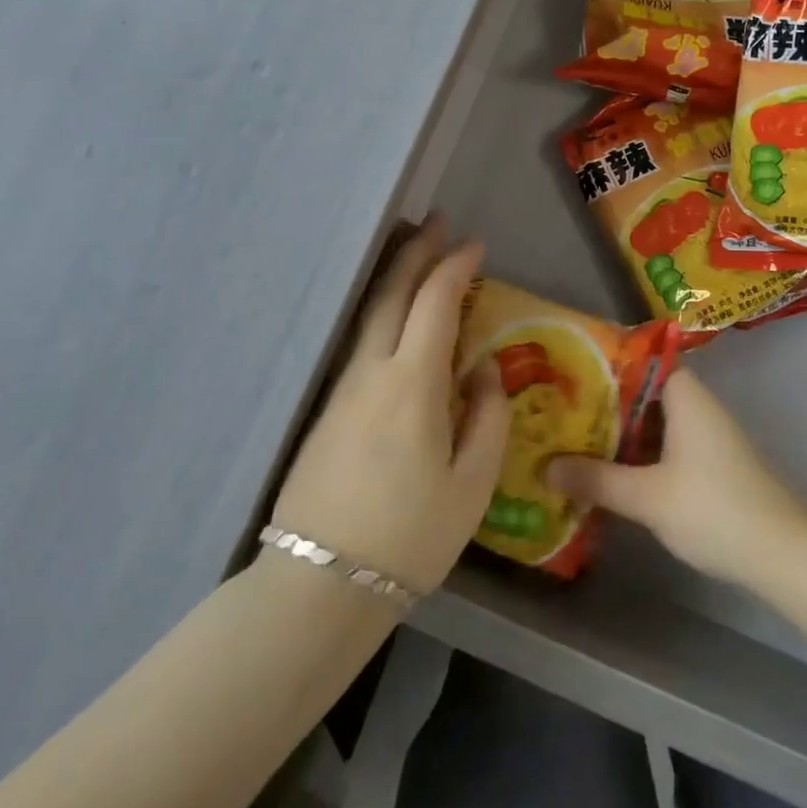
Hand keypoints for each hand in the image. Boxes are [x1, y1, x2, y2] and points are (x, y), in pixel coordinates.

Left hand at [272, 219, 508, 594]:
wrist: (320, 585)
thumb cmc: (410, 537)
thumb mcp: (472, 483)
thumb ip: (486, 416)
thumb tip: (480, 369)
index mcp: (412, 383)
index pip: (435, 303)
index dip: (455, 266)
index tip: (475, 244)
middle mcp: (371, 372)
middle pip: (391, 293)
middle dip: (416, 251)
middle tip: (438, 222)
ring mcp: (343, 389)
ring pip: (371, 314)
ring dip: (395, 277)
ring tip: (416, 253)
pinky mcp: (328, 410)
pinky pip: (361, 341)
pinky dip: (383, 311)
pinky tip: (395, 317)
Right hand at [545, 367, 806, 589]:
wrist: (783, 553)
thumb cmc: (714, 508)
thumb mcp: (647, 496)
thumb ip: (597, 479)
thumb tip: (546, 465)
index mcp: (685, 395)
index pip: (642, 358)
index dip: (607, 358)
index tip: (571, 365)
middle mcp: (696, 405)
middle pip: (643, 390)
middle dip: (604, 399)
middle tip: (559, 404)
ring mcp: (706, 435)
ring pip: (653, 419)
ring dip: (619, 428)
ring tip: (574, 434)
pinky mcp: (710, 463)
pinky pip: (665, 442)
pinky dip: (638, 450)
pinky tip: (610, 469)